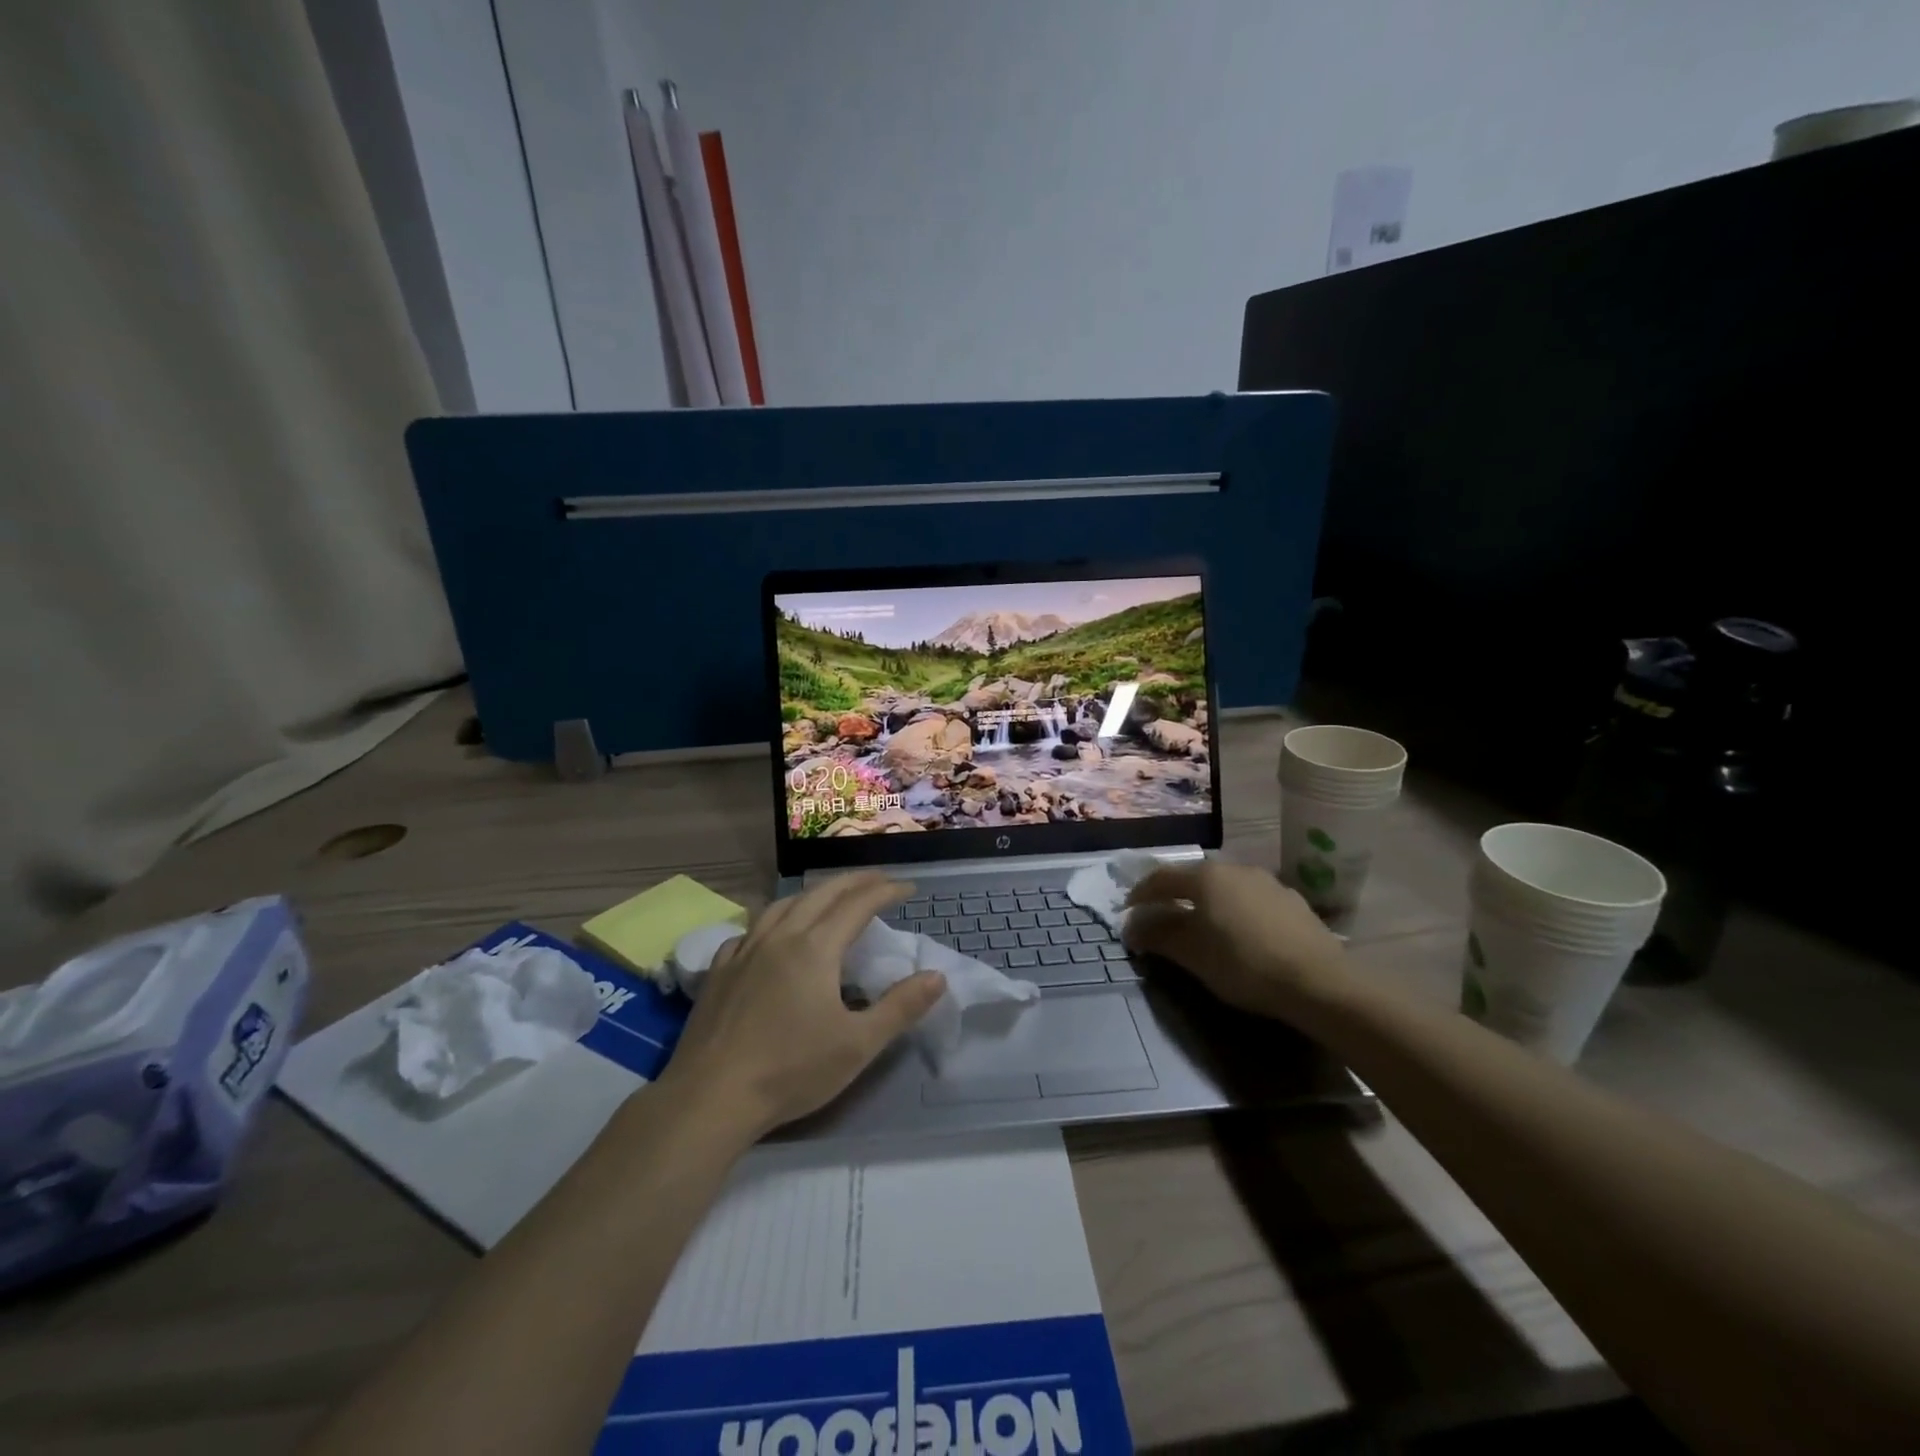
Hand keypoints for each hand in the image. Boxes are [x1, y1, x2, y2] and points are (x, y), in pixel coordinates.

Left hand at [658, 874, 945, 1138]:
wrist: (710, 1098)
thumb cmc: (790, 1071)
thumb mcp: (858, 1045)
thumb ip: (900, 1007)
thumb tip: (937, 976)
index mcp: (815, 948)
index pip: (858, 904)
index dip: (885, 891)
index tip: (908, 887)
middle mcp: (780, 937)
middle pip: (821, 894)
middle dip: (853, 881)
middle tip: (877, 880)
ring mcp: (744, 951)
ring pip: (782, 904)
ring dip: (813, 893)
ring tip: (829, 897)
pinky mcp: (720, 970)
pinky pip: (750, 928)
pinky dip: (773, 919)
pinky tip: (772, 934)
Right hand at [1123, 861, 1347, 1023]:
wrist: (1320, 982)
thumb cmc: (1245, 965)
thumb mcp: (1193, 956)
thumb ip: (1159, 937)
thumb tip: (1132, 928)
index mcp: (1206, 878)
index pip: (1161, 878)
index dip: (1140, 895)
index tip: (1127, 912)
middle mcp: (1235, 869)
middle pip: (1193, 878)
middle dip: (1172, 896)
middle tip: (1159, 916)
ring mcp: (1267, 882)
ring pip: (1224, 887)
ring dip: (1205, 902)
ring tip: (1199, 925)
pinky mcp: (1291, 901)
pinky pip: (1249, 899)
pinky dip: (1233, 909)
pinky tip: (1238, 932)